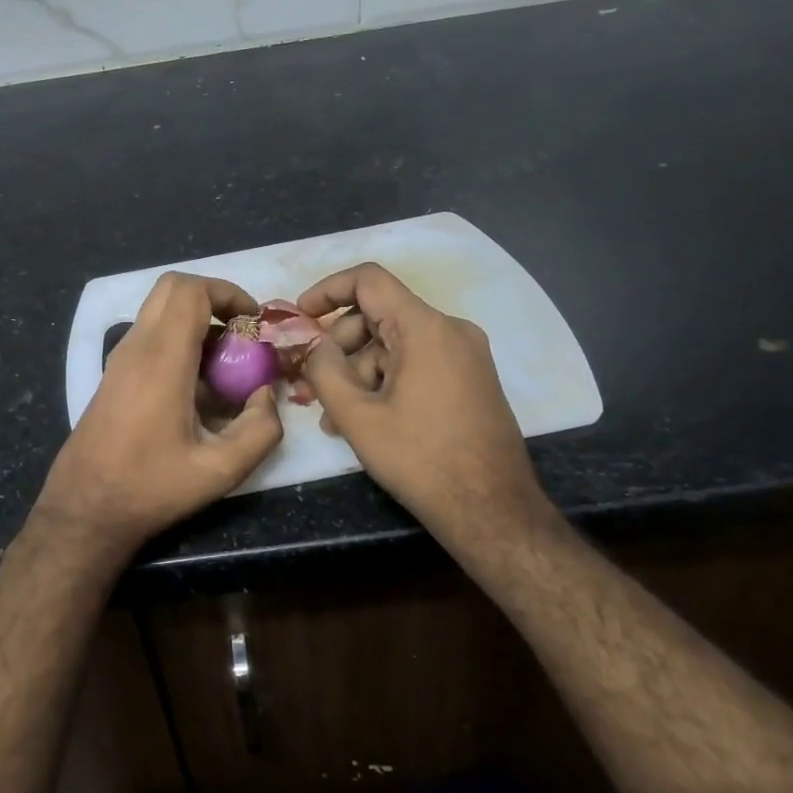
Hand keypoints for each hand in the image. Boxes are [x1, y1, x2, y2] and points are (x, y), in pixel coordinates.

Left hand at [33, 272, 283, 563]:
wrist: (85, 508)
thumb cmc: (150, 488)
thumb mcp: (220, 470)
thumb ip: (260, 430)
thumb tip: (267, 394)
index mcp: (161, 359)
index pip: (190, 291)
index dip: (228, 292)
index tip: (253, 321)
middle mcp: (136, 347)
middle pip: (172, 288)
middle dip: (213, 298)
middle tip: (241, 332)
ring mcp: (119, 359)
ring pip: (159, 310)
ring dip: (196, 321)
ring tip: (226, 363)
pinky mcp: (114, 374)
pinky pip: (150, 335)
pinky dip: (178, 339)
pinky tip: (199, 386)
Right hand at [298, 263, 548, 539]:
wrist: (492, 511)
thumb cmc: (421, 459)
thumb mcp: (358, 416)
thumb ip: (324, 370)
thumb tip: (316, 347)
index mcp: (426, 328)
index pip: (369, 281)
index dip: (327, 290)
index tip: (300, 316)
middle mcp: (451, 330)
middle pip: (379, 315)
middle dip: (338, 345)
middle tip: (309, 381)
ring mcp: (465, 356)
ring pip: (395, 344)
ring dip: (357, 372)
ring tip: (330, 415)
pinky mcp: (469, 380)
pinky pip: (415, 364)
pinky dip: (384, 381)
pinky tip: (362, 419)